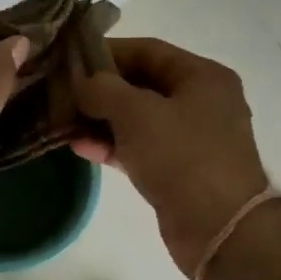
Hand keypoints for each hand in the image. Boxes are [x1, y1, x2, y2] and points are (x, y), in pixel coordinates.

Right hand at [73, 37, 271, 274]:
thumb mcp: (136, 112)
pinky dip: (111, 145)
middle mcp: (200, 102)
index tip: (69, 59)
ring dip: (100, 119)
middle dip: (100, 89)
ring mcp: (190, 139)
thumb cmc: (182, 156)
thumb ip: (102, 89)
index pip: (148, 50)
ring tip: (62, 120)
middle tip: (60, 91)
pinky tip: (79, 147)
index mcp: (202, 76)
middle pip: (141, 84)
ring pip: (137, 119)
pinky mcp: (178, 170)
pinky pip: (138, 148)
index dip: (107, 51)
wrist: (219, 228)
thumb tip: (80, 81)